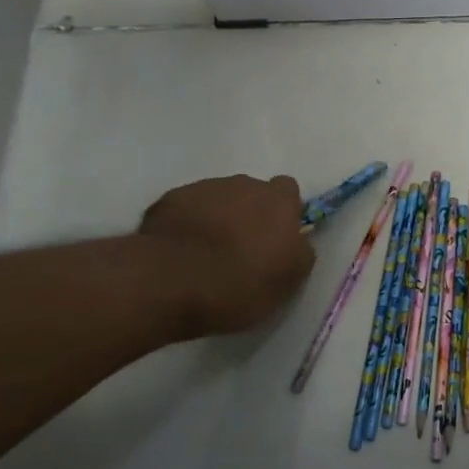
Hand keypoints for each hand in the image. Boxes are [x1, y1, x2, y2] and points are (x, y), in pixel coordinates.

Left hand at [138, 175, 314, 336]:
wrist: (170, 282)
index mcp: (278, 201)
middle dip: (248, 215)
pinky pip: (186, 210)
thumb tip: (296, 242)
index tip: (275, 239)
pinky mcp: (168, 200)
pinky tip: (179, 254)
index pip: (288, 191)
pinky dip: (186, 226)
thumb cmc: (241, 283)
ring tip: (205, 256)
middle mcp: (243, 184)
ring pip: (217, 200)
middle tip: (240, 251)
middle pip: (251, 194)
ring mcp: (202, 189)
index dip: (283, 213)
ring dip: (217, 220)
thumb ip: (299, 252)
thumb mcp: (289, 279)